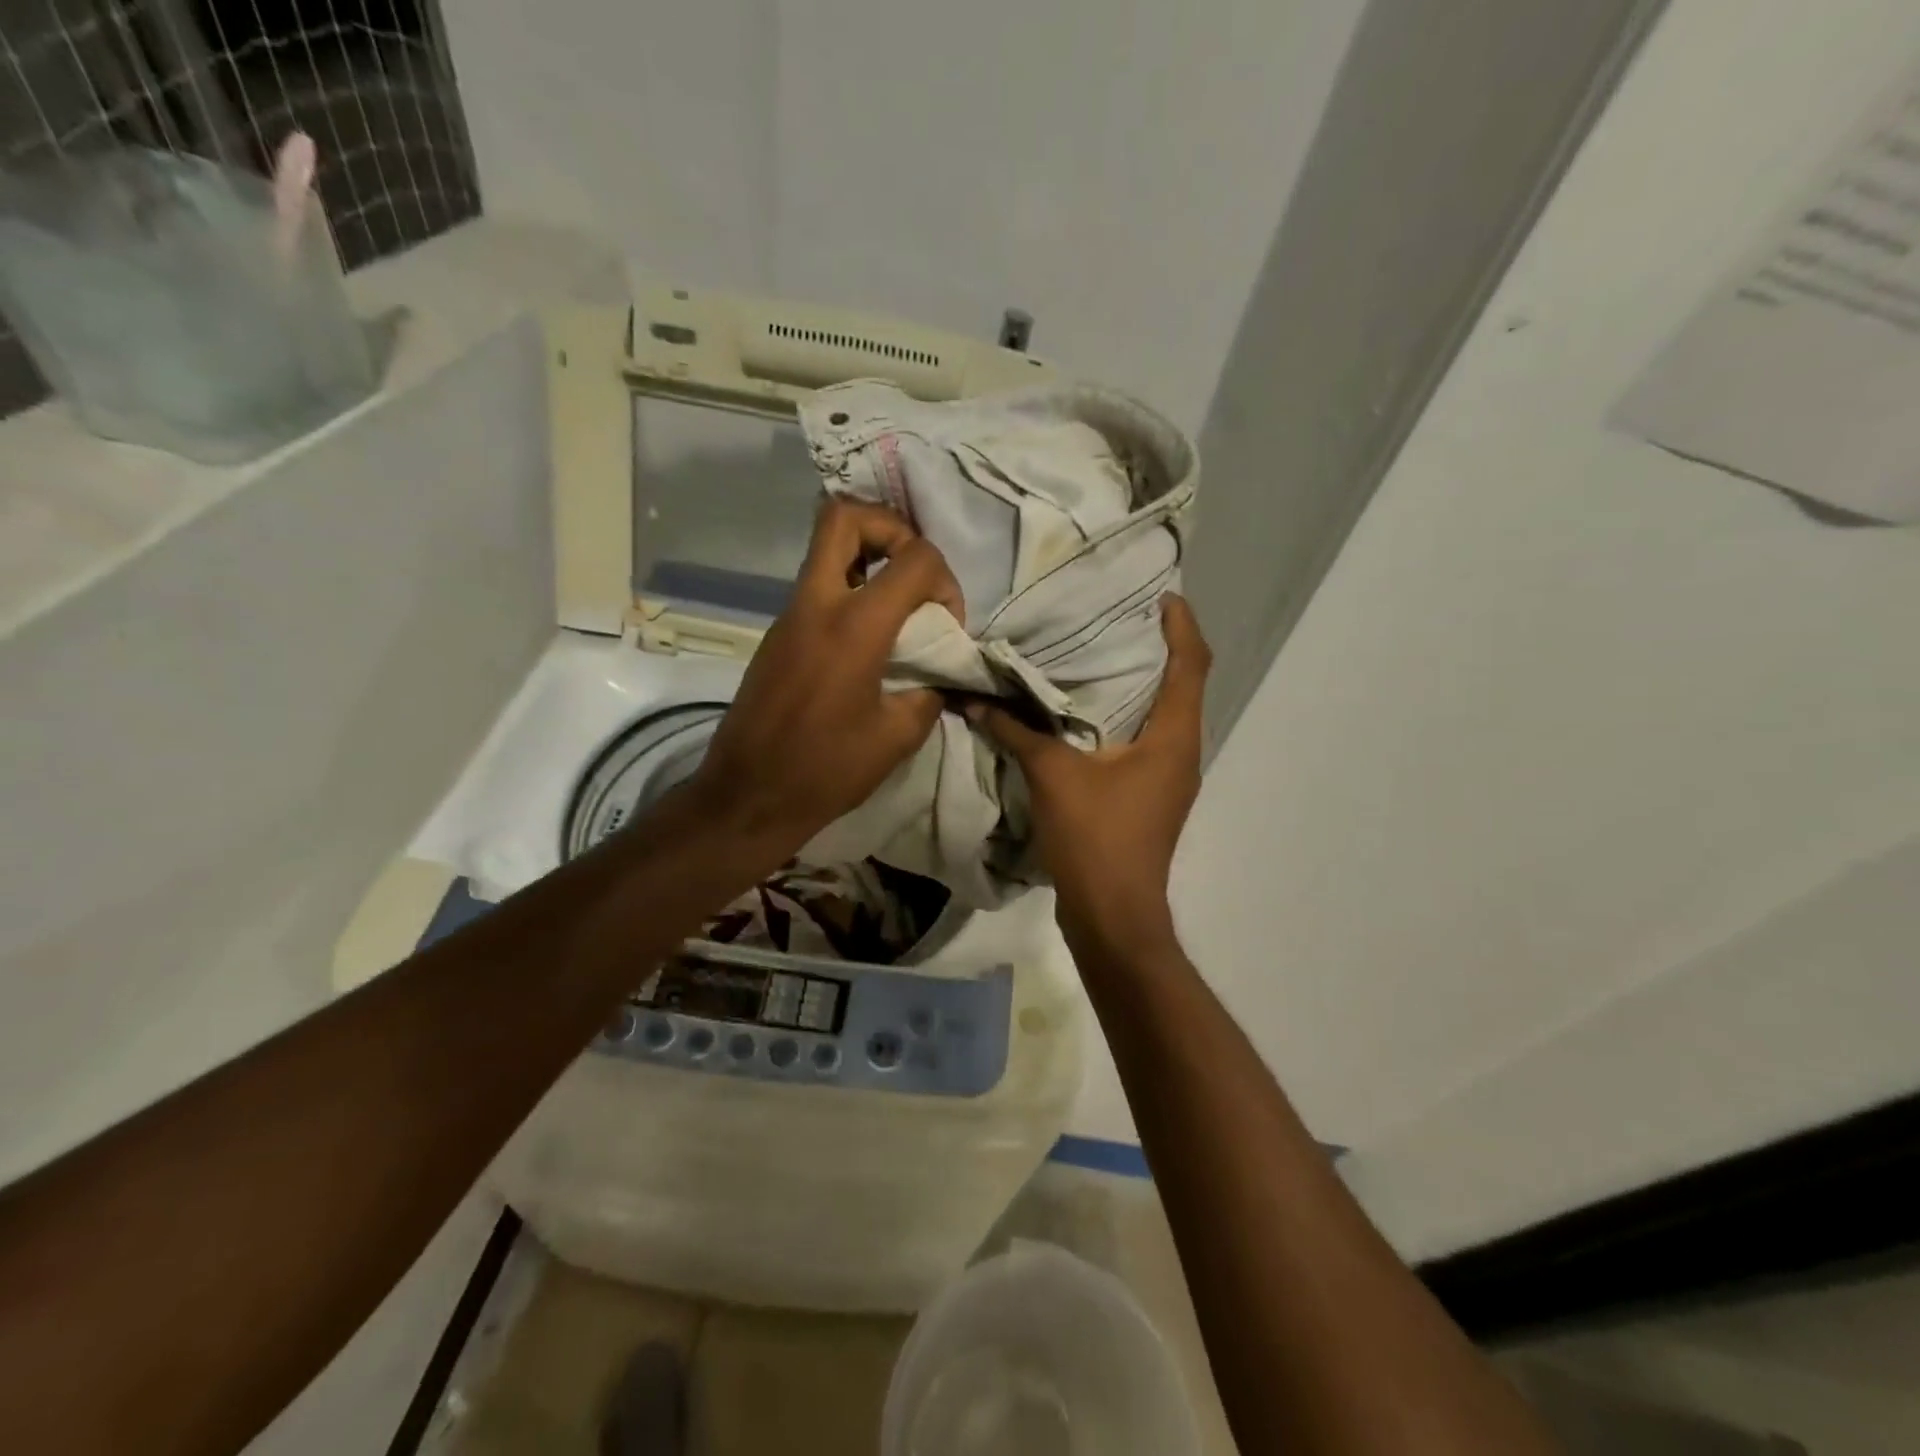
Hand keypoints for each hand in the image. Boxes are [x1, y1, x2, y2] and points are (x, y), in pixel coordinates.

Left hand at [689, 499, 963, 862]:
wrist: (749, 796)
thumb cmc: (826, 770)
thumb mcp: (898, 736)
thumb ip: (930, 691)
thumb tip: (941, 672)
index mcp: (854, 626)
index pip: (914, 557)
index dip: (944, 580)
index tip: (946, 622)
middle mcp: (816, 604)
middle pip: (844, 516)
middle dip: (890, 527)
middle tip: (913, 569)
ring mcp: (789, 615)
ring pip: (826, 548)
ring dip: (869, 557)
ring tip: (898, 604)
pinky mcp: (777, 634)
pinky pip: (817, 586)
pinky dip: (850, 589)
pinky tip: (870, 638)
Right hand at [969, 595, 1210, 956]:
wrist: (1113, 914)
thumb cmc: (1096, 837)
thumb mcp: (1052, 775)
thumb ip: (1016, 732)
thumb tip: (974, 699)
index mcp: (1173, 737)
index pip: (1192, 665)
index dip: (1182, 626)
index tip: (1163, 597)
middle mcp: (1182, 753)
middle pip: (1185, 686)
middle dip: (1162, 650)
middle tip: (1124, 620)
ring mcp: (1168, 779)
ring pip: (1165, 716)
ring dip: (1143, 686)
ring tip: (1103, 658)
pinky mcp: (1150, 798)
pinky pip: (1146, 742)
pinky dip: (1126, 718)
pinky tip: (1087, 716)